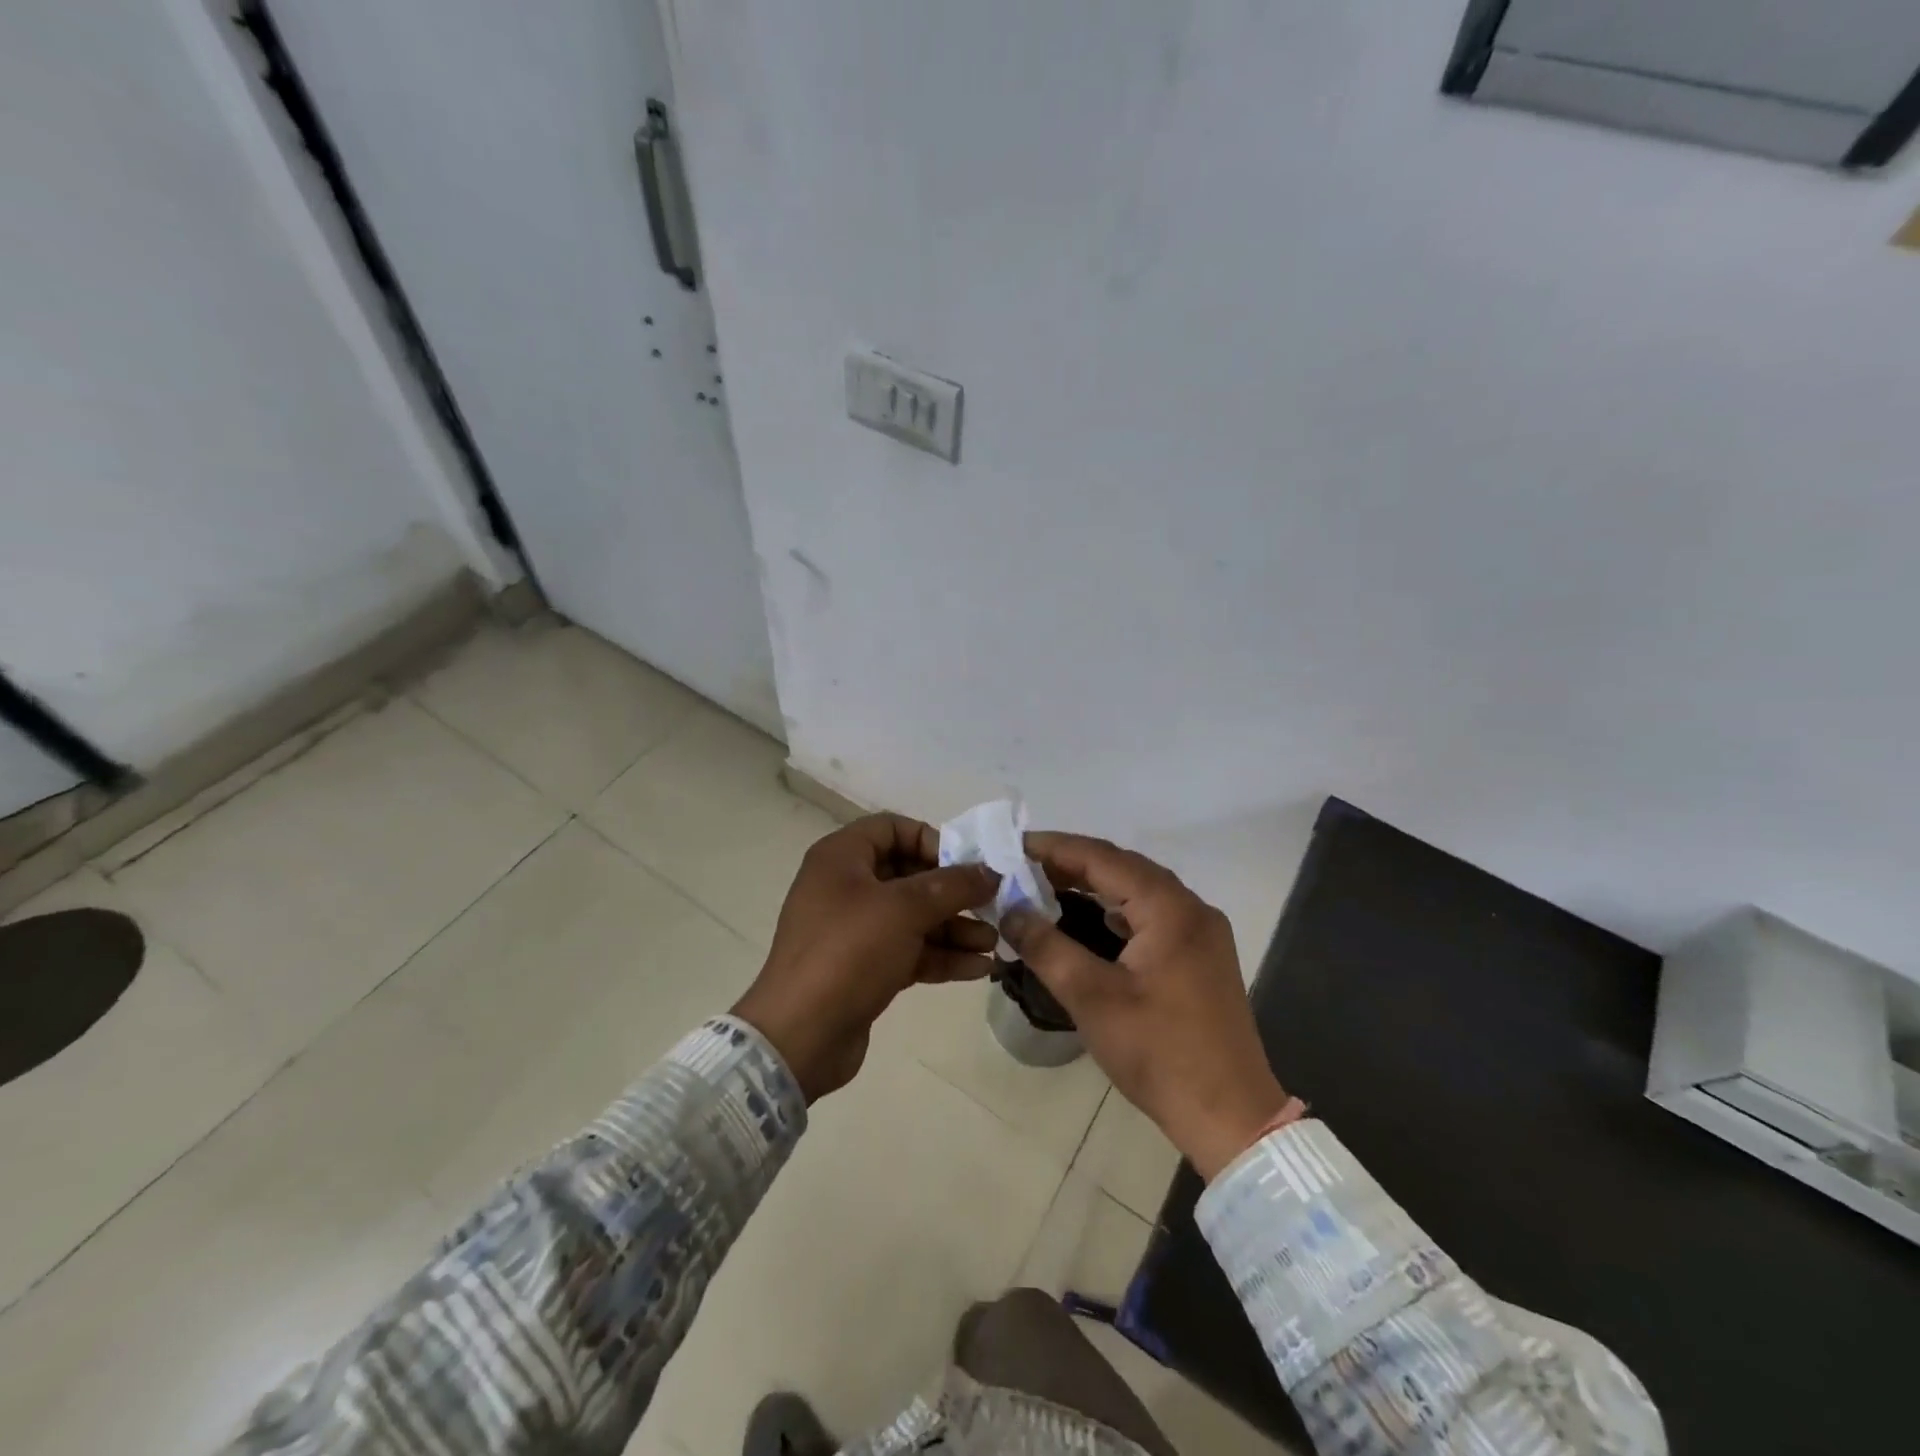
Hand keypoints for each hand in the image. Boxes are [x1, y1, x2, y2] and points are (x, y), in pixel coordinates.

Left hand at [732, 813, 999, 1100]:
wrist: (800, 1036)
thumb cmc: (849, 952)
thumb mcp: (904, 909)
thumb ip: (952, 885)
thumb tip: (990, 871)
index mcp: (842, 857)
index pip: (892, 828)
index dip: (931, 840)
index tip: (965, 864)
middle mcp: (846, 886)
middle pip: (908, 875)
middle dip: (953, 892)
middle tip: (991, 905)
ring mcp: (854, 930)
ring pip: (913, 917)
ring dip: (954, 927)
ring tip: (993, 942)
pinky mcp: (864, 967)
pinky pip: (909, 950)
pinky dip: (941, 955)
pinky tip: (979, 968)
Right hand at [1003, 834, 1288, 1180]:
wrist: (1230, 1117)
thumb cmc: (1159, 1053)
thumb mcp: (1091, 998)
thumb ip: (1046, 946)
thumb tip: (1010, 910)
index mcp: (1170, 908)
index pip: (1103, 857)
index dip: (1055, 848)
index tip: (1012, 847)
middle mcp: (1191, 908)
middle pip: (1124, 867)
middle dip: (1071, 863)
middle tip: (1022, 867)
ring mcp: (1201, 933)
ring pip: (1139, 891)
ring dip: (1094, 885)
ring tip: (1046, 887)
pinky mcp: (1201, 957)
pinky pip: (1152, 915)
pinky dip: (1116, 909)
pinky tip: (1089, 920)